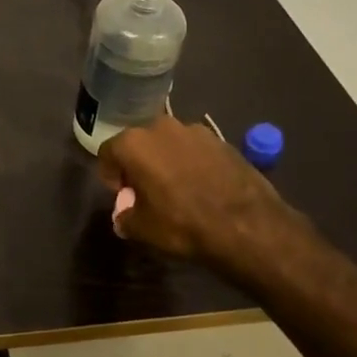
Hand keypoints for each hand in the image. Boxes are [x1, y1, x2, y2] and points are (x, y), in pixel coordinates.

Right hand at [96, 116, 302, 283]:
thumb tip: (124, 217)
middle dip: (138, 163)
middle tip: (146, 190)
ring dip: (167, 160)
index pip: (108, 152)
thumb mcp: (143, 229)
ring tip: (177, 188)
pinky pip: (196, 149)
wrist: (247, 226)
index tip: (122, 194)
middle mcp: (160, 127)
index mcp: (133, 143)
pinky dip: (193, 163)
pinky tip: (203, 187)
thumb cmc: (183, 224)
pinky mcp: (222, 140)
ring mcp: (194, 130)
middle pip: (139, 143)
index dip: (110, 175)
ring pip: (169, 143)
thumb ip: (125, 218)